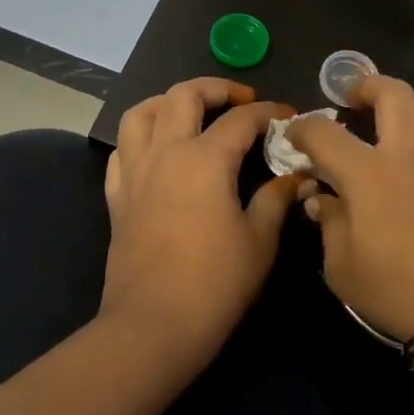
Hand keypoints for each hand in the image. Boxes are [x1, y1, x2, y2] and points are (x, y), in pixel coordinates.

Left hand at [102, 78, 301, 379]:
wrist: (153, 326)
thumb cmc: (215, 283)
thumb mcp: (259, 240)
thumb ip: (276, 199)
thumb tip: (297, 176)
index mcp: (205, 159)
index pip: (241, 120)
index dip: (268, 112)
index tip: (287, 116)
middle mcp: (166, 152)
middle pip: (183, 96)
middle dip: (215, 88)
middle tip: (240, 101)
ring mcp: (135, 172)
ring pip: (141, 113)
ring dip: (168, 102)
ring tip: (191, 112)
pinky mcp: (117, 196)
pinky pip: (122, 150)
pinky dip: (140, 138)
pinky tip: (157, 150)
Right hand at [284, 77, 413, 353]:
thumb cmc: (401, 293)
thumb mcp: (343, 270)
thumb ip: (329, 225)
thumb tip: (321, 198)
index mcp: (368, 173)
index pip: (324, 133)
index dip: (303, 128)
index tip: (295, 135)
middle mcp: (411, 153)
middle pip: (392, 93)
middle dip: (368, 86)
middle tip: (356, 99)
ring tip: (412, 118)